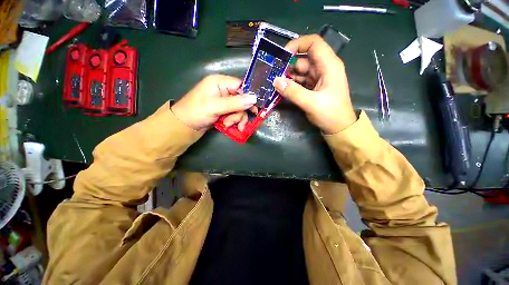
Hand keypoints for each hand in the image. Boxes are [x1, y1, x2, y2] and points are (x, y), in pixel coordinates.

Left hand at [171, 75, 256, 130]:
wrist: (183, 126)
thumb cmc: (196, 112)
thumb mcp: (215, 107)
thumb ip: (235, 103)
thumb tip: (254, 99)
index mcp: (219, 82)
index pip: (241, 86)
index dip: (249, 97)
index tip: (255, 109)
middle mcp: (223, 90)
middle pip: (242, 100)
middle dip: (240, 113)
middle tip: (238, 123)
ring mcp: (224, 101)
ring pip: (239, 109)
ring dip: (236, 119)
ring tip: (228, 125)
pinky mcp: (224, 110)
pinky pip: (235, 115)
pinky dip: (234, 121)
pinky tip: (229, 127)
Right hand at [273, 34, 356, 133]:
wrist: (338, 127)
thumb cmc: (330, 113)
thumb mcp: (311, 102)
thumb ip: (293, 91)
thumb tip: (276, 81)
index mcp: (328, 65)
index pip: (314, 43)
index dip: (298, 44)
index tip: (282, 55)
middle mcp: (323, 68)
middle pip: (303, 59)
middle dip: (288, 65)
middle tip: (272, 73)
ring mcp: (318, 79)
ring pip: (300, 71)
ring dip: (287, 76)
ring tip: (274, 82)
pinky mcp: (313, 88)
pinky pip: (299, 82)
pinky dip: (290, 85)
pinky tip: (281, 89)